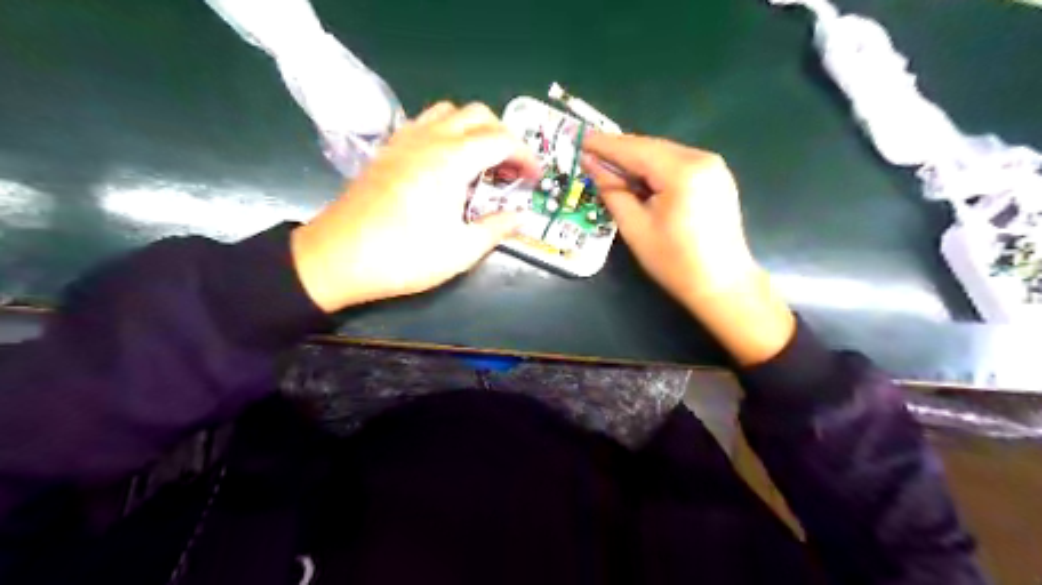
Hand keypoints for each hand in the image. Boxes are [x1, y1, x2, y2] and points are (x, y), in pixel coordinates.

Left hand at [290, 100, 537, 310]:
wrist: (337, 257)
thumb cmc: (404, 256)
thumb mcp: (460, 250)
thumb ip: (497, 229)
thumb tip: (522, 217)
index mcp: (451, 160)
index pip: (501, 140)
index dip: (526, 156)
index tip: (535, 178)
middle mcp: (430, 139)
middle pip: (478, 114)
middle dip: (504, 135)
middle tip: (511, 168)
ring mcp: (405, 141)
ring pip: (450, 112)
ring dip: (474, 128)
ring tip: (482, 161)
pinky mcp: (388, 150)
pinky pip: (425, 123)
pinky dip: (448, 131)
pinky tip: (448, 163)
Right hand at [583, 133, 795, 365]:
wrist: (723, 284)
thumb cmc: (675, 262)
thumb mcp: (635, 228)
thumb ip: (613, 191)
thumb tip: (592, 165)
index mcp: (682, 171)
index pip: (635, 149)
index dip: (605, 145)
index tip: (580, 139)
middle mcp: (702, 159)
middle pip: (651, 147)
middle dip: (620, 150)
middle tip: (590, 153)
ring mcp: (714, 166)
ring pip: (664, 153)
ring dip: (637, 159)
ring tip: (609, 165)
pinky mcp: (717, 177)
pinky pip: (678, 163)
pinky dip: (655, 167)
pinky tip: (638, 176)